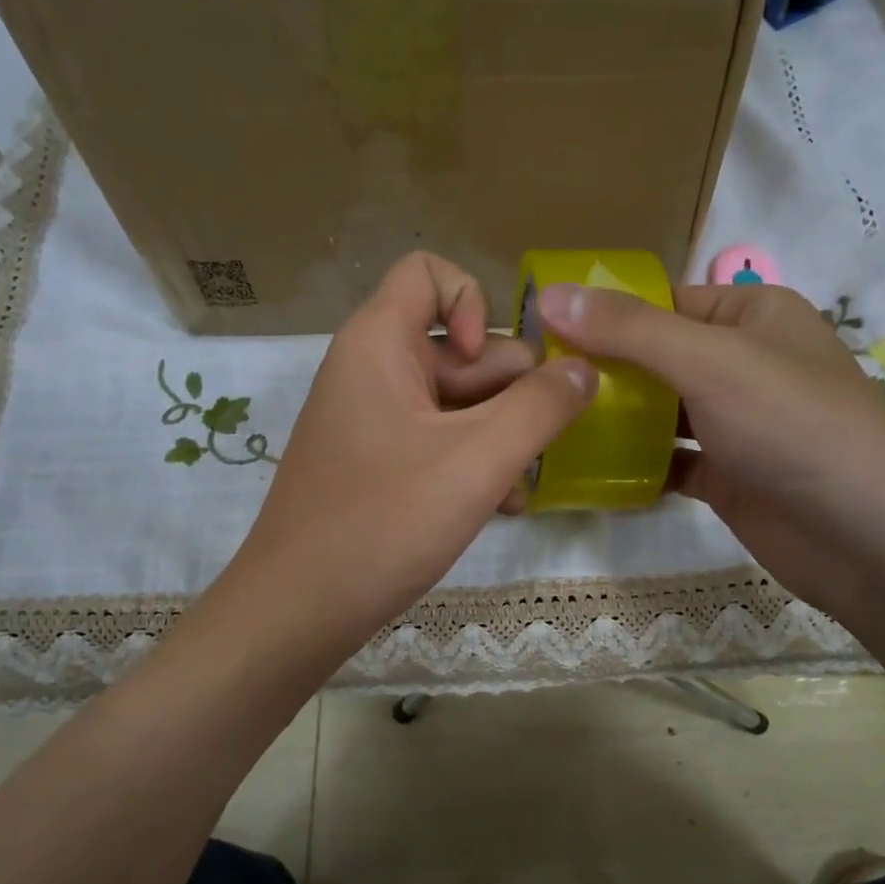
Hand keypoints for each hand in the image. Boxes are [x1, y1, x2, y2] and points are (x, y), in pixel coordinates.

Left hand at [225, 253, 596, 655]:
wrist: (300, 609)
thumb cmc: (384, 522)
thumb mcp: (477, 461)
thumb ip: (540, 408)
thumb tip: (584, 369)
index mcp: (378, 344)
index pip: (429, 274)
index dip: (474, 304)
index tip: (490, 368)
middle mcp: (372, 371)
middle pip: (459, 348)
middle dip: (508, 394)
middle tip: (534, 448)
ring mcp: (374, 423)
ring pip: (456, 404)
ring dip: (498, 438)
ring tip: (516, 490)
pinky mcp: (377, 466)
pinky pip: (437, 442)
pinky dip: (470, 465)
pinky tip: (497, 509)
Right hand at [533, 280, 884, 621]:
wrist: (862, 535)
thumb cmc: (791, 424)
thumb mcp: (709, 360)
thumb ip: (629, 330)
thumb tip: (550, 295)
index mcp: (752, 314)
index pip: (663, 301)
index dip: (604, 313)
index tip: (540, 333)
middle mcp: (744, 363)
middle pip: (657, 357)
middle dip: (602, 371)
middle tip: (535, 386)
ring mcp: (737, 424)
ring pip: (661, 412)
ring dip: (614, 421)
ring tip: (550, 427)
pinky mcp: (729, 476)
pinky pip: (670, 462)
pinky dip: (636, 466)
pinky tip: (590, 473)